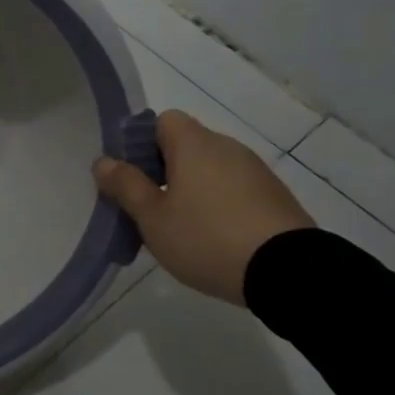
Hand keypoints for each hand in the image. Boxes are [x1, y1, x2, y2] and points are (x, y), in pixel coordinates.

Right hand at [93, 110, 314, 305]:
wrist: (291, 274)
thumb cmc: (207, 237)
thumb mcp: (152, 217)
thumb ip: (125, 186)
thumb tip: (103, 162)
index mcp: (194, 143)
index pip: (162, 121)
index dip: (142, 143)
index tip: (134, 177)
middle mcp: (227, 147)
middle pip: (186, 146)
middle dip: (164, 171)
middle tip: (151, 209)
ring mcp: (257, 172)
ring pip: (211, 170)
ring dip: (194, 190)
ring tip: (184, 230)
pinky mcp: (277, 198)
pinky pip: (236, 191)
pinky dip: (221, 206)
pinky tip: (217, 240)